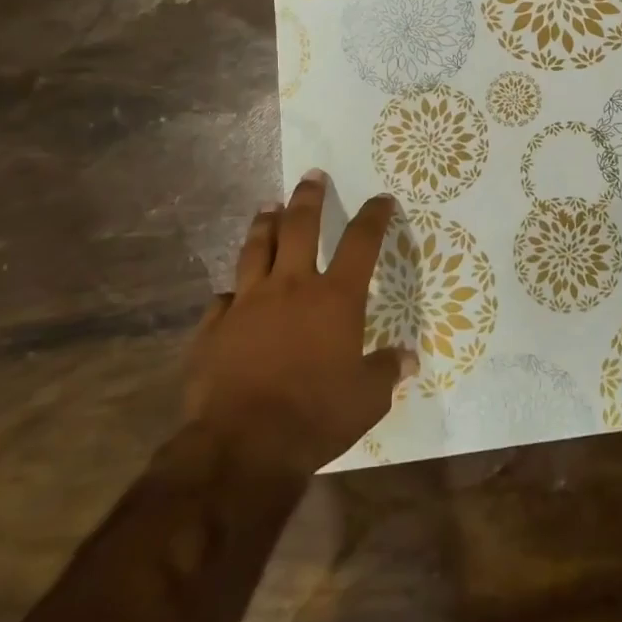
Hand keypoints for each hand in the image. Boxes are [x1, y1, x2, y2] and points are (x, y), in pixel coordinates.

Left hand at [185, 170, 413, 473]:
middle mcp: (292, 287)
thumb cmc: (316, 415)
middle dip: (309, 197)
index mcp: (335, 298)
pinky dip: (233, 290)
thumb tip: (408, 360)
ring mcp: (248, 303)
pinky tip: (233, 291)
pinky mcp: (214, 327)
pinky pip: (223, 298)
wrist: (242, 444)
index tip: (381, 199)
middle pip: (300, 226)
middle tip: (311, 176)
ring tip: (267, 207)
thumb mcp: (367, 398)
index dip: (374, 216)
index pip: (361, 242)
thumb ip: (386, 372)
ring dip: (264, 224)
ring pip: (256, 249)